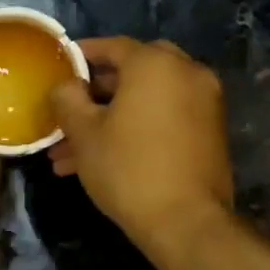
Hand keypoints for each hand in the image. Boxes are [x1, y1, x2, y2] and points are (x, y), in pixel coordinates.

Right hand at [48, 38, 234, 261]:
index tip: (60, 67)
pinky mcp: (210, 131)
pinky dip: (137, 128)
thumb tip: (66, 85)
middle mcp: (186, 73)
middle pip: (132, 71)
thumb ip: (67, 98)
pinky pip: (164, 117)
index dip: (81, 56)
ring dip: (111, 117)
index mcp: (155, 64)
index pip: (112, 46)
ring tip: (71, 152)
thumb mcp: (83, 132)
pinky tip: (103, 159)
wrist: (186, 222)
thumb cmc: (128, 168)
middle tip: (70, 108)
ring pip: (146, 100)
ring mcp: (204, 102)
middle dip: (97, 91)